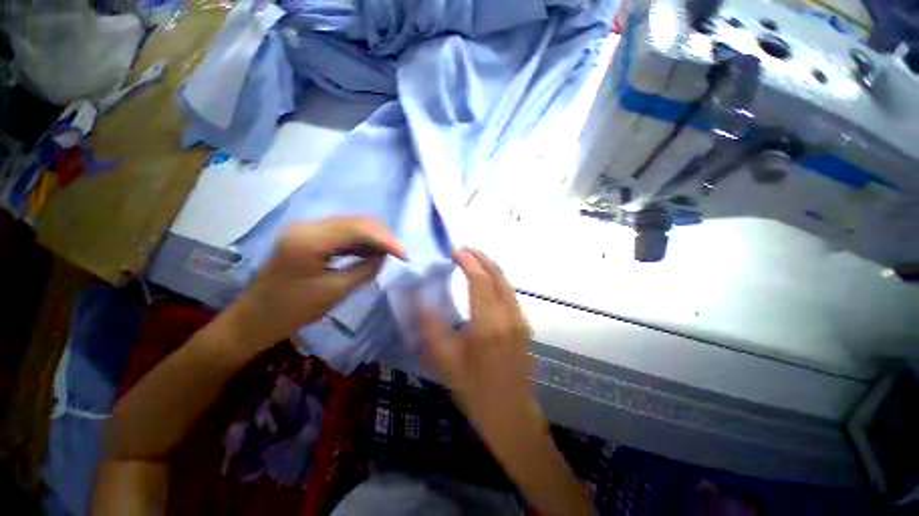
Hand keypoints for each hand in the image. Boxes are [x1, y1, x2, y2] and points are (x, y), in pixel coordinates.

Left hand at [227, 217, 404, 351]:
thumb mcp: (335, 291)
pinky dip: (361, 243)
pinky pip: (343, 234)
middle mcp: (308, 226)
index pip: (358, 228)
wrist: (256, 319)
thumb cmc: (293, 310)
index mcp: (309, 239)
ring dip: (374, 239)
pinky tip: (373, 253)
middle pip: (356, 222)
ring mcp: (308, 230)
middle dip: (382, 237)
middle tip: (401, 254)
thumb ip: (365, 268)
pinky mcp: (310, 237)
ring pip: (352, 226)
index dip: (386, 239)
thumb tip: (386, 256)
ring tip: (391, 254)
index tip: (405, 254)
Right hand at [420, 247, 538, 443]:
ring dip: (490, 268)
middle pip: (498, 275)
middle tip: (464, 250)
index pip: (480, 280)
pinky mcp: (524, 325)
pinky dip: (497, 281)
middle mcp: (509, 316)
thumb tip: (418, 297)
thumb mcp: (445, 361)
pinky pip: (510, 294)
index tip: (455, 251)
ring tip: (472, 261)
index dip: (468, 261)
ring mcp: (520, 320)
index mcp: (488, 324)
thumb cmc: (474, 390)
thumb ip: (430, 326)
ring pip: (506, 283)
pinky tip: (485, 283)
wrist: (510, 414)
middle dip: (481, 257)